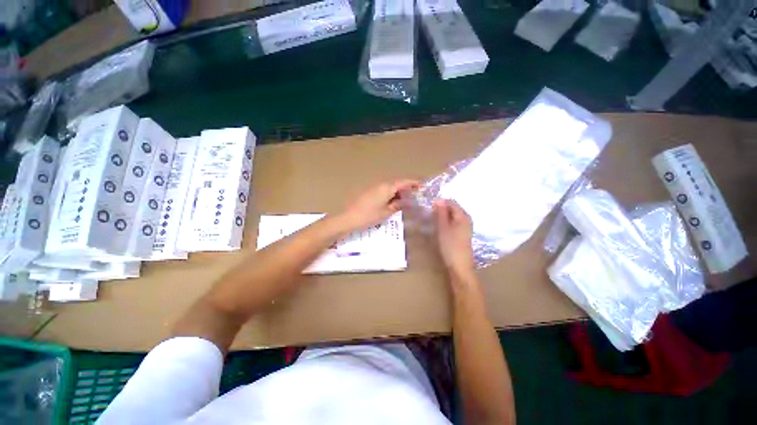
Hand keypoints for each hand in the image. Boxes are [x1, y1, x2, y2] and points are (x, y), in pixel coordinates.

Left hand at [338, 180, 419, 232]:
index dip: (414, 183)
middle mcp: (381, 185)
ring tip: (408, 200)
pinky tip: (394, 203)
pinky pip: (384, 191)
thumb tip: (406, 202)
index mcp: (387, 187)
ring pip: (391, 187)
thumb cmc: (368, 216)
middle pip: (398, 183)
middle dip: (408, 188)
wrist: (347, 218)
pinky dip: (392, 195)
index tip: (424, 185)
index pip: (404, 182)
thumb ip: (397, 205)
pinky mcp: (369, 193)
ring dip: (400, 192)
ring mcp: (374, 188)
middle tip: (418, 195)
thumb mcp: (385, 212)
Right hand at [434, 199, 475, 279]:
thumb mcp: (443, 228)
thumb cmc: (450, 246)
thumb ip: (441, 213)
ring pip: (455, 216)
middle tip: (431, 216)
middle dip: (443, 209)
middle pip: (454, 208)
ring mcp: (467, 227)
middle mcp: (467, 218)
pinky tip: (443, 230)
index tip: (430, 209)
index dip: (440, 203)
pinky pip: (457, 223)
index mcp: (463, 215)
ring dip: (446, 217)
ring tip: (436, 223)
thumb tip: (439, 200)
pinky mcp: (465, 234)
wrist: (460, 265)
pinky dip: (449, 223)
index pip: (451, 202)